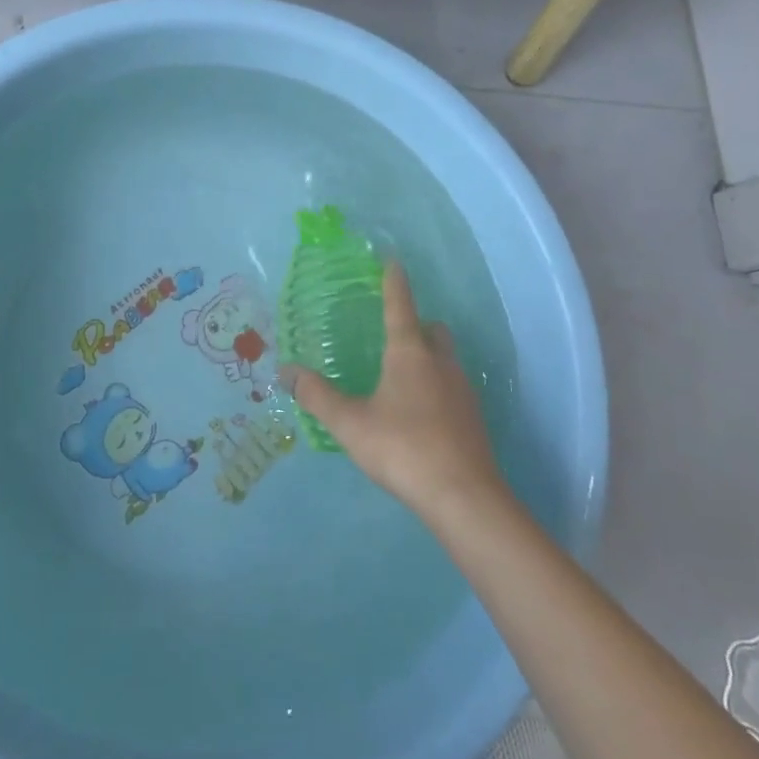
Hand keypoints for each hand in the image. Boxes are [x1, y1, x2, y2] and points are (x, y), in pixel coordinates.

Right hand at [280, 262, 502, 518]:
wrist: (464, 497)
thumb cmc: (403, 448)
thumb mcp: (350, 423)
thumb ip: (317, 396)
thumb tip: (285, 370)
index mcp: (409, 353)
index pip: (400, 305)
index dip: (394, 282)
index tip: (392, 261)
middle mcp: (440, 362)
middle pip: (432, 329)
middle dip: (416, 324)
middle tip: (393, 333)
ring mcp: (462, 390)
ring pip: (446, 358)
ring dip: (428, 356)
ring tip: (403, 375)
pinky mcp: (473, 418)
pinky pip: (453, 386)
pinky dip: (437, 386)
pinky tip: (421, 411)